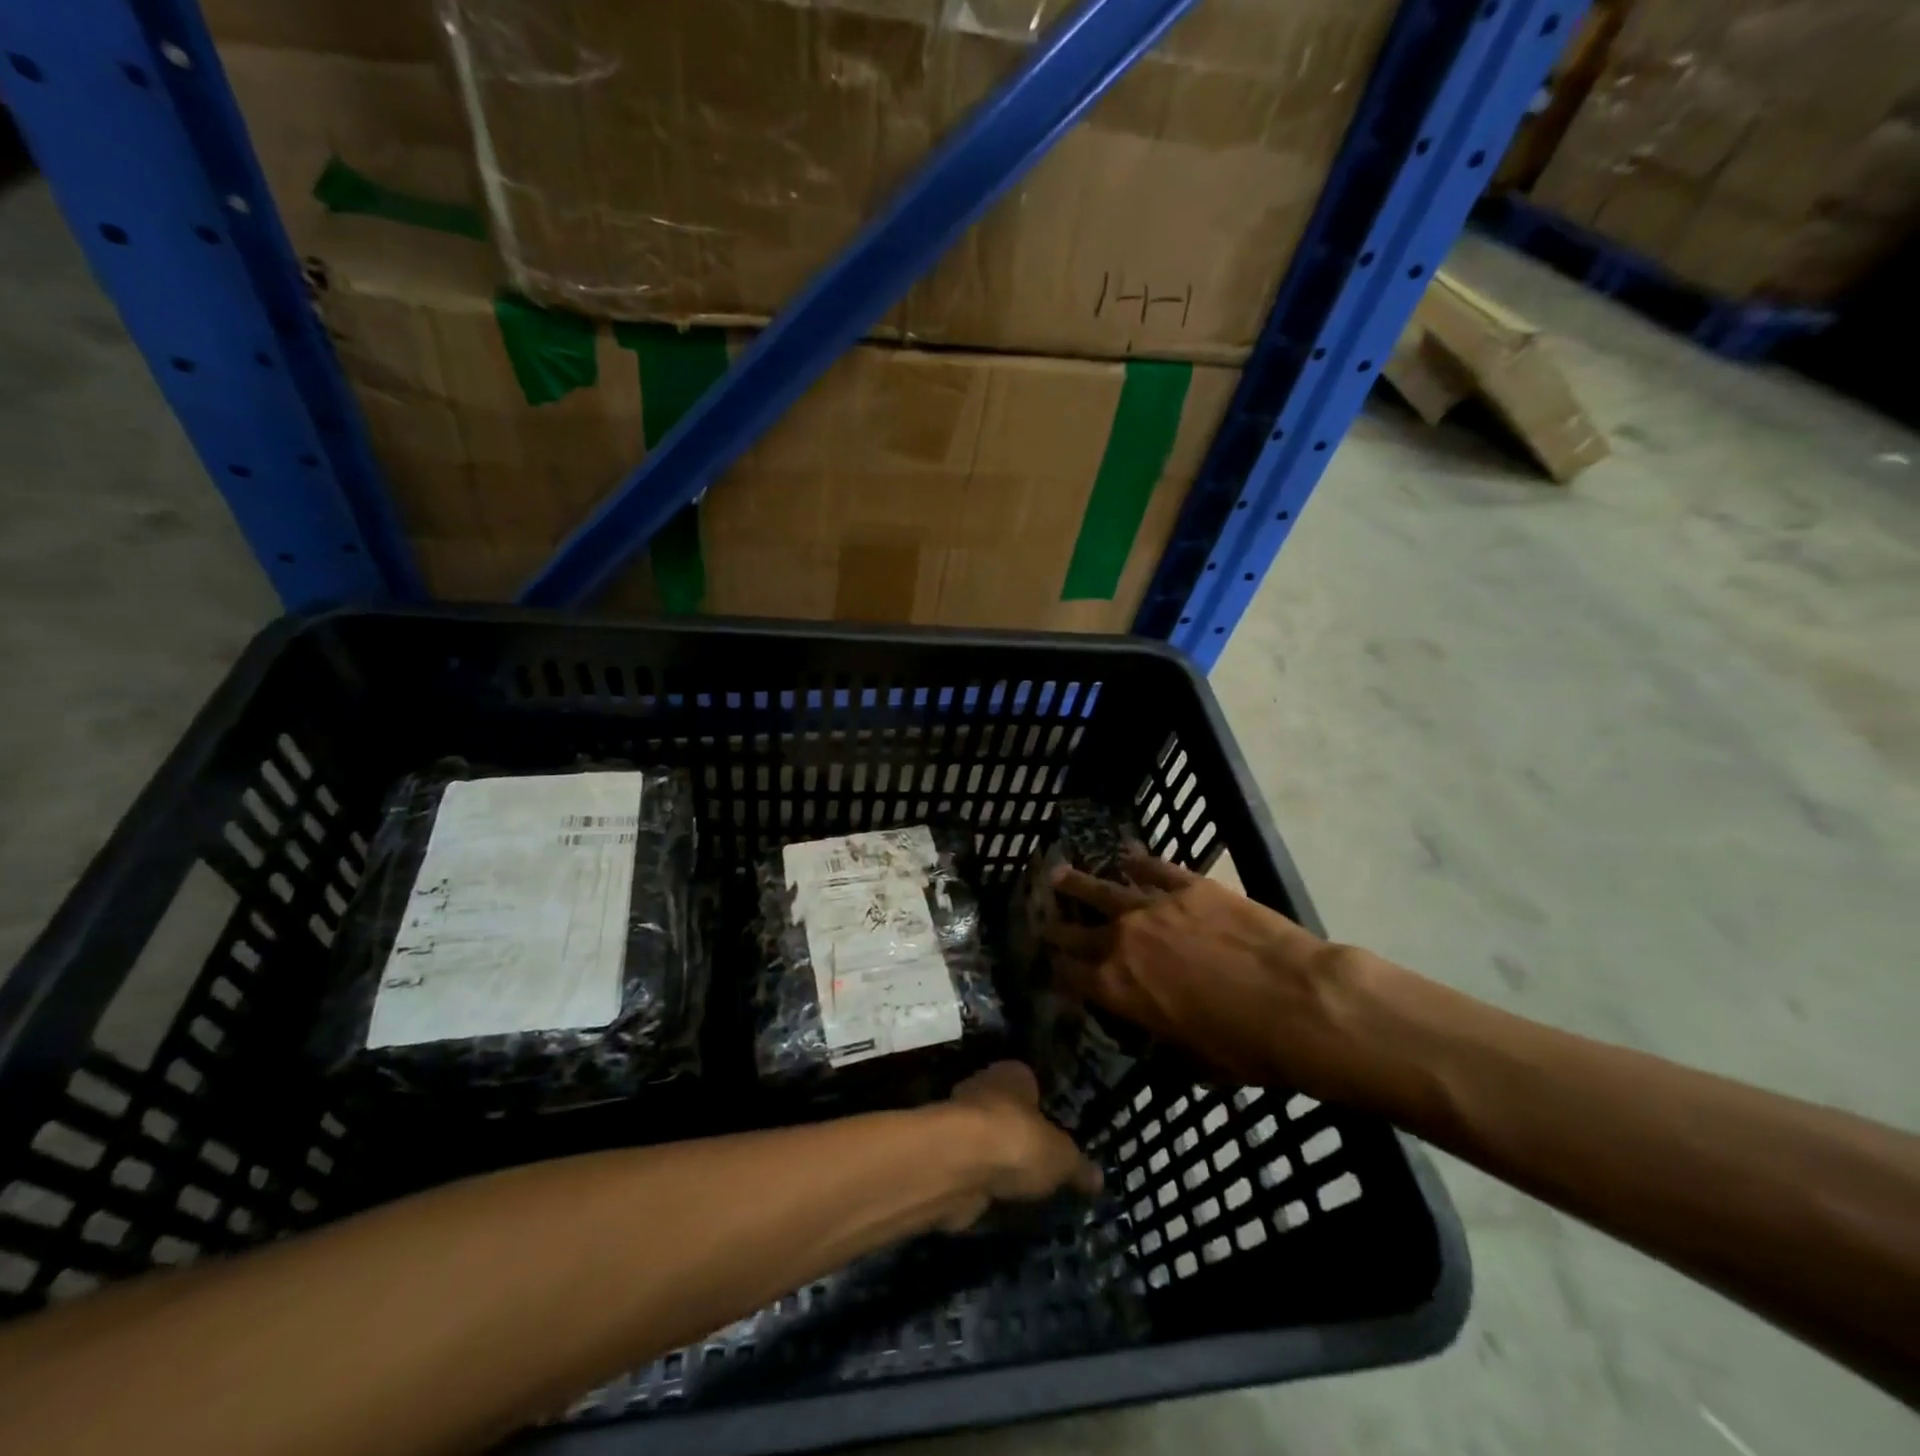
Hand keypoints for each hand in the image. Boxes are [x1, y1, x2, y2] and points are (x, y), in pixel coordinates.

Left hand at [938, 1062, 1101, 1229]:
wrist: (958, 1164)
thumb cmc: (1017, 1141)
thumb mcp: (1062, 1157)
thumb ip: (1078, 1166)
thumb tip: (1098, 1178)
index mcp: (1012, 1074)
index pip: (1031, 1085)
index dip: (1044, 1110)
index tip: (1058, 1137)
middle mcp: (982, 1089)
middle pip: (1006, 1113)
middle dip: (1020, 1138)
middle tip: (1043, 1168)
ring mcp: (959, 1123)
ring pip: (986, 1143)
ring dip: (998, 1165)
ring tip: (1024, 1193)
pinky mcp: (944, 1157)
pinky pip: (972, 1171)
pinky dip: (982, 1187)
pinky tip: (999, 1205)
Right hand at [1043, 853, 1367, 1097]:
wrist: (1299, 1002)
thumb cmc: (1248, 1047)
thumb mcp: (1196, 1057)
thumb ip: (1166, 1032)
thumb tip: (1163, 1028)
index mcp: (1118, 989)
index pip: (1071, 978)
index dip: (1059, 974)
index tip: (1052, 968)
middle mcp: (1123, 942)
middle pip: (1078, 932)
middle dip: (1059, 928)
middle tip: (1046, 922)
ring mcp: (1154, 907)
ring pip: (1104, 890)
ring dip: (1078, 884)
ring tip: (1058, 874)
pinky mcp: (1190, 886)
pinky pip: (1155, 868)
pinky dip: (1138, 861)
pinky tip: (1127, 856)